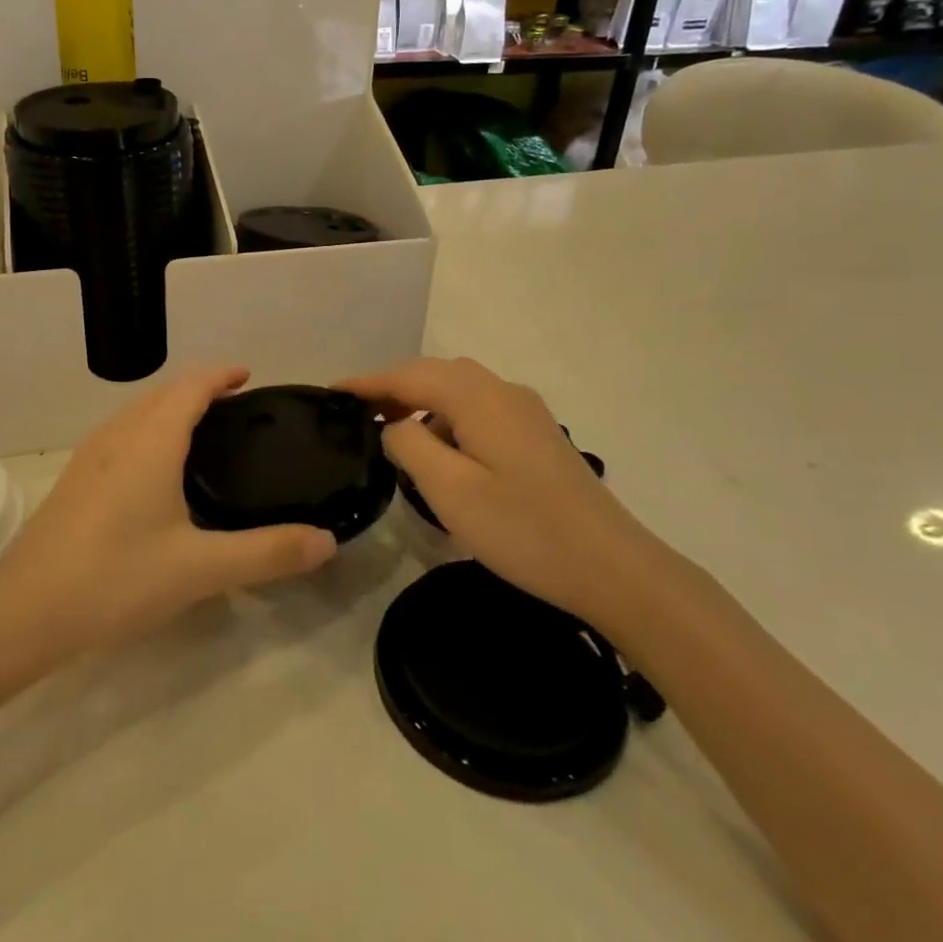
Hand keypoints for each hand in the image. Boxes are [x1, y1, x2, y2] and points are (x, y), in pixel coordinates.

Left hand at [0, 366, 337, 658]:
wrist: (23, 613)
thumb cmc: (115, 579)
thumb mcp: (200, 569)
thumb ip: (267, 553)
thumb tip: (327, 541)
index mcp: (150, 442)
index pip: (190, 386)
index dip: (220, 375)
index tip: (249, 377)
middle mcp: (117, 437)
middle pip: (162, 393)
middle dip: (199, 389)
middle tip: (237, 407)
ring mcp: (89, 457)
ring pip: (136, 413)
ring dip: (170, 408)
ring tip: (202, 432)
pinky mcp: (74, 481)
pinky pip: (120, 435)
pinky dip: (148, 430)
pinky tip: (156, 472)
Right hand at [339, 357, 658, 624]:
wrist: (612, 567)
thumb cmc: (523, 529)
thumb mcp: (449, 490)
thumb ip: (409, 446)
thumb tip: (393, 427)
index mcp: (478, 398)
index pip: (409, 376)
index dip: (367, 382)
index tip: (331, 392)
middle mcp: (503, 392)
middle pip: (436, 374)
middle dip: (393, 388)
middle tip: (358, 414)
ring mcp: (526, 413)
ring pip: (460, 391)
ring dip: (423, 403)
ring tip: (394, 435)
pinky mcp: (538, 436)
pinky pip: (480, 410)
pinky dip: (449, 419)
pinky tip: (444, 453)